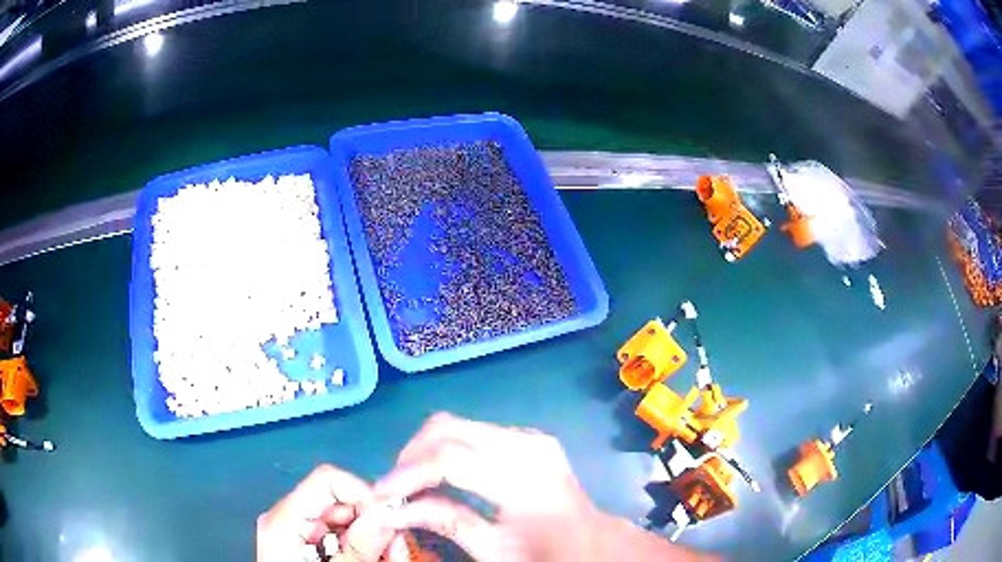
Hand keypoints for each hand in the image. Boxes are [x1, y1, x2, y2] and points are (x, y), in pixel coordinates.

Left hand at [257, 464, 410, 561]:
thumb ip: (360, 545)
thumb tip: (388, 510)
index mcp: (284, 520)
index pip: (328, 480)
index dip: (365, 494)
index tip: (394, 520)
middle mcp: (288, 518)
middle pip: (342, 502)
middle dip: (378, 524)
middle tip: (400, 552)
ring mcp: (298, 532)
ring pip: (349, 520)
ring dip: (378, 539)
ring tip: (394, 559)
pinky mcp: (309, 545)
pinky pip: (343, 535)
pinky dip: (365, 547)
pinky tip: (378, 561)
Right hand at [372, 413, 607, 560]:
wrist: (591, 542)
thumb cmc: (546, 555)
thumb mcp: (493, 551)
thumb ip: (444, 523)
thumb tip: (391, 509)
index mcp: (526, 481)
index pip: (450, 460)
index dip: (406, 474)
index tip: (379, 494)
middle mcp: (529, 446)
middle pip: (449, 429)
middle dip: (411, 455)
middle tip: (394, 487)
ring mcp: (531, 437)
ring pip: (458, 424)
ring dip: (427, 450)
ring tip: (413, 483)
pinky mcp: (529, 437)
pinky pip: (475, 431)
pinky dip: (448, 448)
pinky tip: (442, 475)